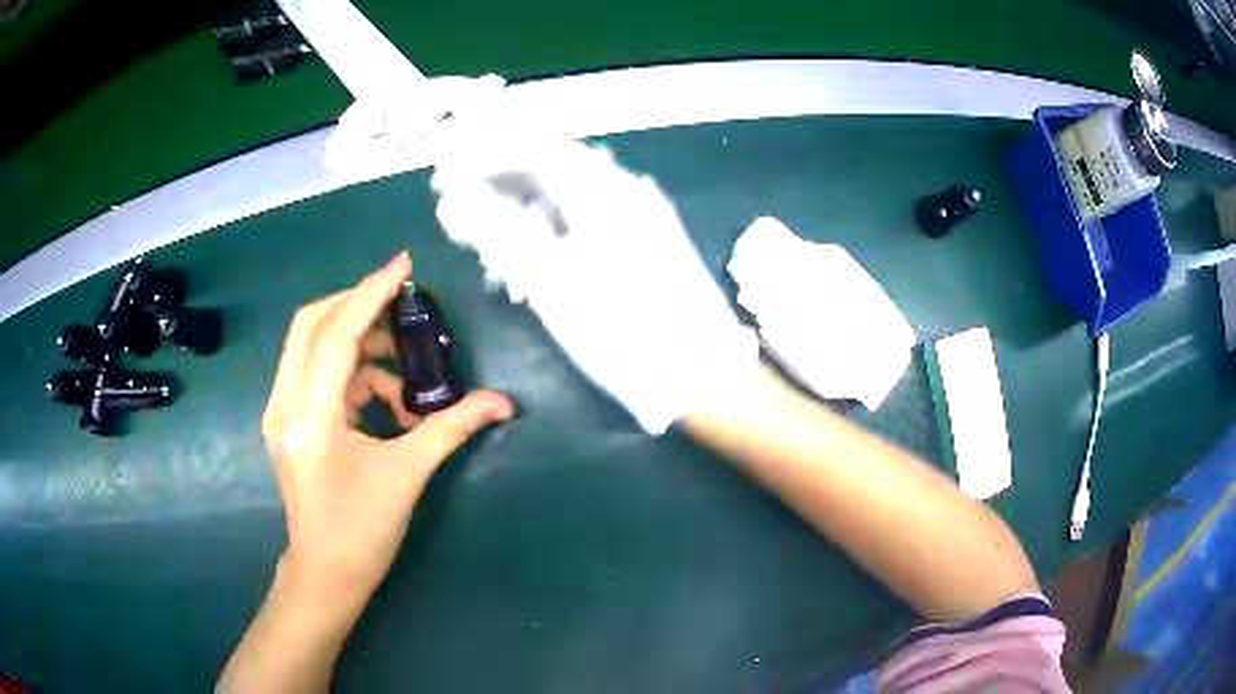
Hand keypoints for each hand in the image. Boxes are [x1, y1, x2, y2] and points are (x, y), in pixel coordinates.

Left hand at [261, 252, 513, 598]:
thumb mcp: (408, 475)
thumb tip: (502, 403)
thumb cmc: (362, 531)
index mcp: (309, 415)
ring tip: (402, 370)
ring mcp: (280, 411)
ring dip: (357, 342)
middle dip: (356, 305)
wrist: (326, 574)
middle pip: (311, 324)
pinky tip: (383, 399)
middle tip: (400, 306)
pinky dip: (351, 371)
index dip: (371, 294)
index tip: (404, 265)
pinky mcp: (287, 420)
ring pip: (310, 346)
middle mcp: (284, 403)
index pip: (336, 334)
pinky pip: (315, 372)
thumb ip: (452, 428)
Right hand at [432, 138, 756, 432]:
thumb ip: (499, 230)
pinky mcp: (646, 243)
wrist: (702, 375)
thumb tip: (455, 197)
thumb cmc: (623, 330)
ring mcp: (640, 216)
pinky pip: (586, 222)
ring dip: (522, 214)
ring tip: (490, 250)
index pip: (531, 147)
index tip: (445, 177)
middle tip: (460, 212)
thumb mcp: (551, 281)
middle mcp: (623, 189)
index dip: (482, 155)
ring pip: (566, 198)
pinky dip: (551, 235)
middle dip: (499, 185)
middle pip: (548, 168)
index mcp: (602, 188)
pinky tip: (532, 267)